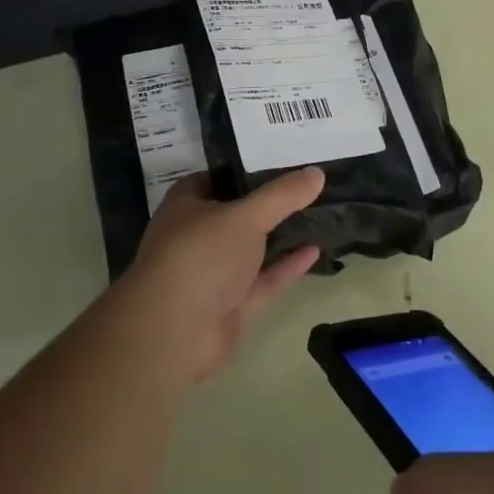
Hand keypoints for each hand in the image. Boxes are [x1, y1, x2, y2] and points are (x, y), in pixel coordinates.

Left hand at [111, 169, 324, 384]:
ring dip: (279, 236)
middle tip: (306, 186)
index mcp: (186, 206)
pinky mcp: (230, 304)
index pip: (214, 178)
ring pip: (251, 249)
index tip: (279, 160)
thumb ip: (282, 195)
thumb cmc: (201, 256)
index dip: (243, 169)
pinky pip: (263, 280)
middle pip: (236, 214)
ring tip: (316, 216)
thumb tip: (316, 172)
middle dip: (267, 203)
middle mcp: (197, 237)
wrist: (176, 333)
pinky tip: (315, 251)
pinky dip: (286, 266)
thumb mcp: (245, 216)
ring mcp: (213, 273)